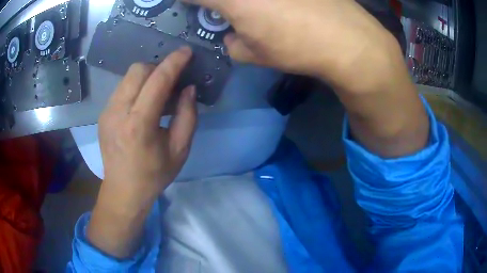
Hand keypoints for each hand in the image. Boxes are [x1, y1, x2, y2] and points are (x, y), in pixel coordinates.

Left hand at [88, 47, 196, 257]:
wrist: (123, 190)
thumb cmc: (154, 174)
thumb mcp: (180, 149)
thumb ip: (187, 116)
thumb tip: (188, 89)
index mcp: (139, 125)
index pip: (157, 81)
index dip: (174, 63)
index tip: (186, 52)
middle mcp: (118, 112)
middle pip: (138, 70)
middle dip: (158, 68)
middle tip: (170, 81)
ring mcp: (107, 112)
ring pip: (128, 77)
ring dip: (147, 77)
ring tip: (157, 94)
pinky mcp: (103, 114)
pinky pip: (122, 88)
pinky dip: (136, 87)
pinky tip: (142, 105)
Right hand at [186, 0, 427, 157]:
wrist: (350, 40)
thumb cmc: (298, 48)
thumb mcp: (255, 54)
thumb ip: (233, 43)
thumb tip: (232, 35)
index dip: (183, 0)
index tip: (185, 5)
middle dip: (219, 4)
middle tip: (222, 10)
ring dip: (247, 4)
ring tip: (258, 10)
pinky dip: (269, 2)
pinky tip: (280, 6)